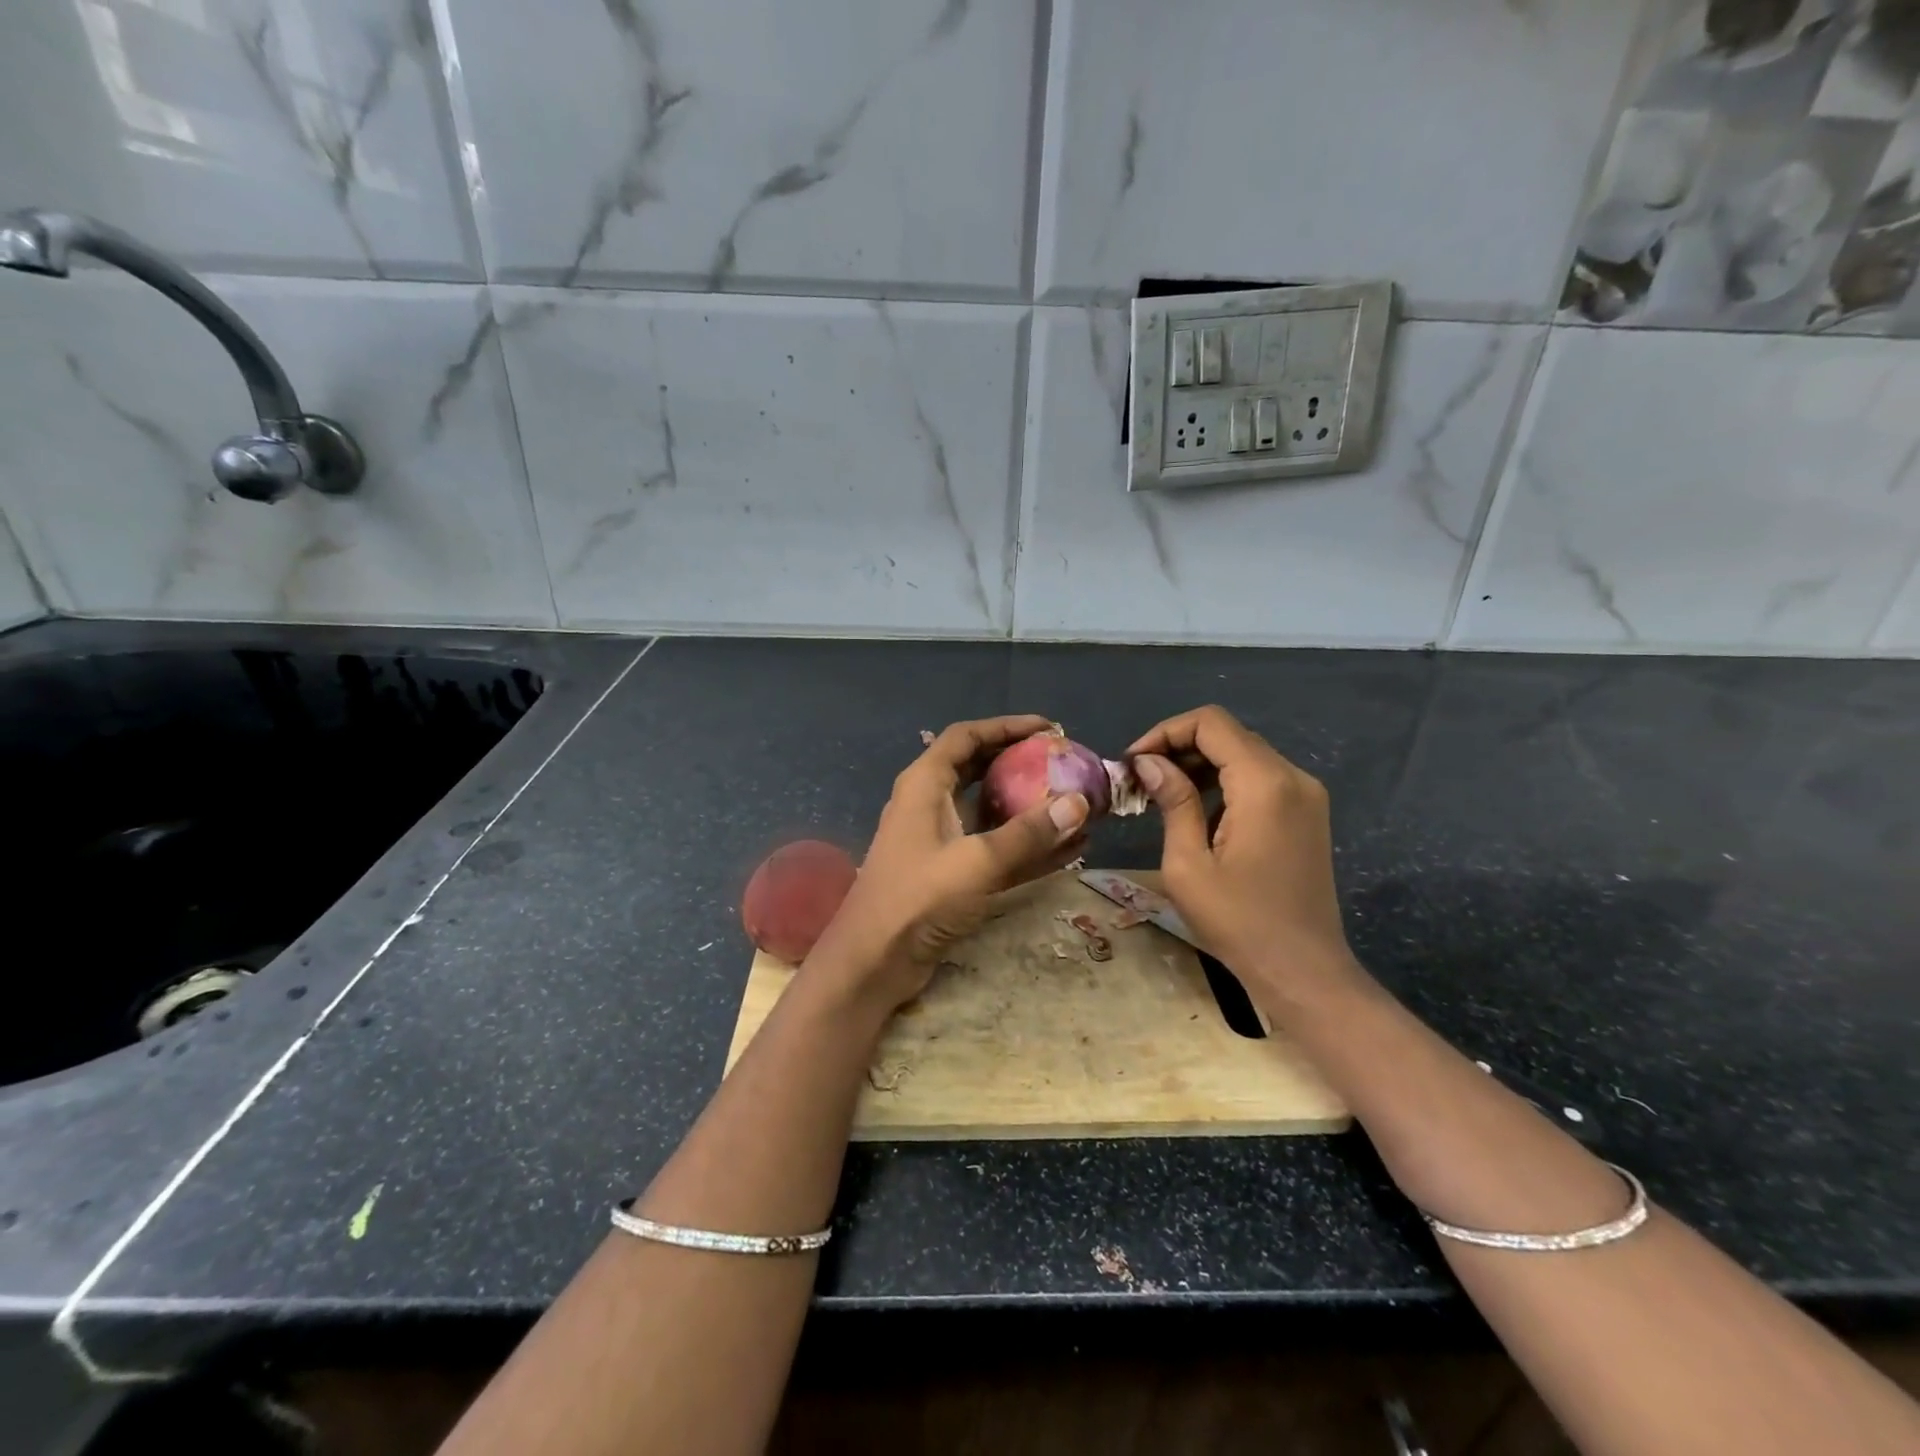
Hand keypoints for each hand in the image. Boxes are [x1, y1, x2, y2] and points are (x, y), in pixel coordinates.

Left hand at [809, 715, 1089, 1010]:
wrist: (873, 962)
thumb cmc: (916, 899)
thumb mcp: (976, 862)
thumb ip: (1028, 834)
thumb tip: (1079, 802)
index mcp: (925, 785)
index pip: (966, 737)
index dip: (1006, 727)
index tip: (1049, 728)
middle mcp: (931, 804)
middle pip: (979, 768)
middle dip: (1021, 763)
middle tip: (1064, 763)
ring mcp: (941, 841)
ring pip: (991, 811)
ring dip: (1030, 807)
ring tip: (1075, 803)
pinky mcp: (952, 874)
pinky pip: (996, 849)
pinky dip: (1028, 846)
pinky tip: (1069, 848)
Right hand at [1128, 705, 1356, 990]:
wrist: (1304, 970)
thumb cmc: (1239, 922)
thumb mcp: (1189, 864)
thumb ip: (1173, 802)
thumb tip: (1149, 762)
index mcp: (1264, 783)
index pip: (1211, 723)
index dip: (1166, 732)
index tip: (1134, 762)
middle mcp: (1293, 776)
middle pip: (1229, 734)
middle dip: (1179, 746)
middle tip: (1142, 778)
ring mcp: (1306, 794)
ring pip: (1244, 754)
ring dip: (1200, 763)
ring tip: (1162, 793)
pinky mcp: (1308, 813)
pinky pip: (1260, 777)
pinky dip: (1225, 781)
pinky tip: (1198, 809)